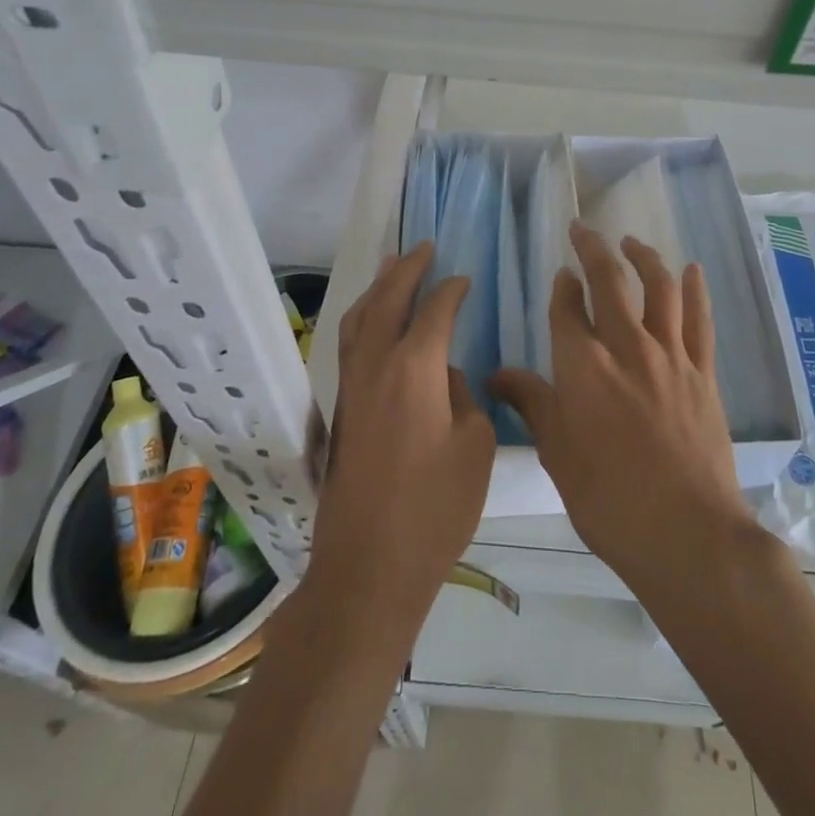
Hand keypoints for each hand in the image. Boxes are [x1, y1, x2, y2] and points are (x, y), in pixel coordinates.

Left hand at [310, 243, 495, 620]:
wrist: (369, 567)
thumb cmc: (435, 509)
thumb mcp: (474, 448)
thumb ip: (464, 397)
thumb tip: (444, 376)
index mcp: (414, 368)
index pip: (435, 310)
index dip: (452, 290)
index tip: (465, 279)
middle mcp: (376, 365)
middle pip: (388, 300)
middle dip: (407, 270)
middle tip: (424, 247)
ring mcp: (351, 387)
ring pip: (359, 319)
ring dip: (378, 289)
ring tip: (392, 267)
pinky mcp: (340, 409)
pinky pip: (350, 343)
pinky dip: (363, 318)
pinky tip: (373, 322)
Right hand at [491, 224, 757, 596]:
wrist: (687, 534)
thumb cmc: (609, 500)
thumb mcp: (557, 454)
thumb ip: (531, 404)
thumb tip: (496, 375)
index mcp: (583, 367)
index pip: (568, 309)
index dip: (563, 287)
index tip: (561, 275)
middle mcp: (626, 347)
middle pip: (610, 282)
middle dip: (593, 249)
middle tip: (584, 229)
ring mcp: (670, 357)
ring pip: (658, 288)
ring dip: (643, 258)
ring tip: (631, 243)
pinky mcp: (703, 373)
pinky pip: (700, 320)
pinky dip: (695, 290)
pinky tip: (691, 270)